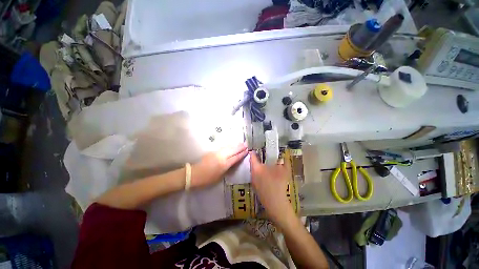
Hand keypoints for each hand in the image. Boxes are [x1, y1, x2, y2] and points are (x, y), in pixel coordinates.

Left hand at [191, 143, 247, 187]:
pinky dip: (229, 146)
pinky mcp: (213, 152)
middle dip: (240, 147)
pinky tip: (231, 145)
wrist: (194, 174)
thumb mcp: (220, 176)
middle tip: (246, 144)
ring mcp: (217, 153)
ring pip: (228, 148)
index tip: (247, 150)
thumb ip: (227, 168)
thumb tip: (232, 163)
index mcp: (224, 164)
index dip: (241, 154)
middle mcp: (222, 157)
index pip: (235, 157)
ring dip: (235, 145)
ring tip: (241, 143)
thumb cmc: (207, 179)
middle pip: (233, 151)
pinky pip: (224, 148)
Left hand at [250, 152, 295, 226]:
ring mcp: (253, 181)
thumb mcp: (284, 170)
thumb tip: (284, 156)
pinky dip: (259, 174)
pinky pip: (256, 177)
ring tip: (264, 164)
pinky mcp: (255, 188)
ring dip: (258, 167)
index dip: (254, 151)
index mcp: (257, 168)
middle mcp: (252, 174)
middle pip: (252, 163)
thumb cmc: (279, 184)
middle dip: (256, 159)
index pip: (253, 156)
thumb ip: (284, 161)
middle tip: (261, 154)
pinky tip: (266, 175)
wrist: (276, 203)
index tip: (254, 147)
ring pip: (254, 170)